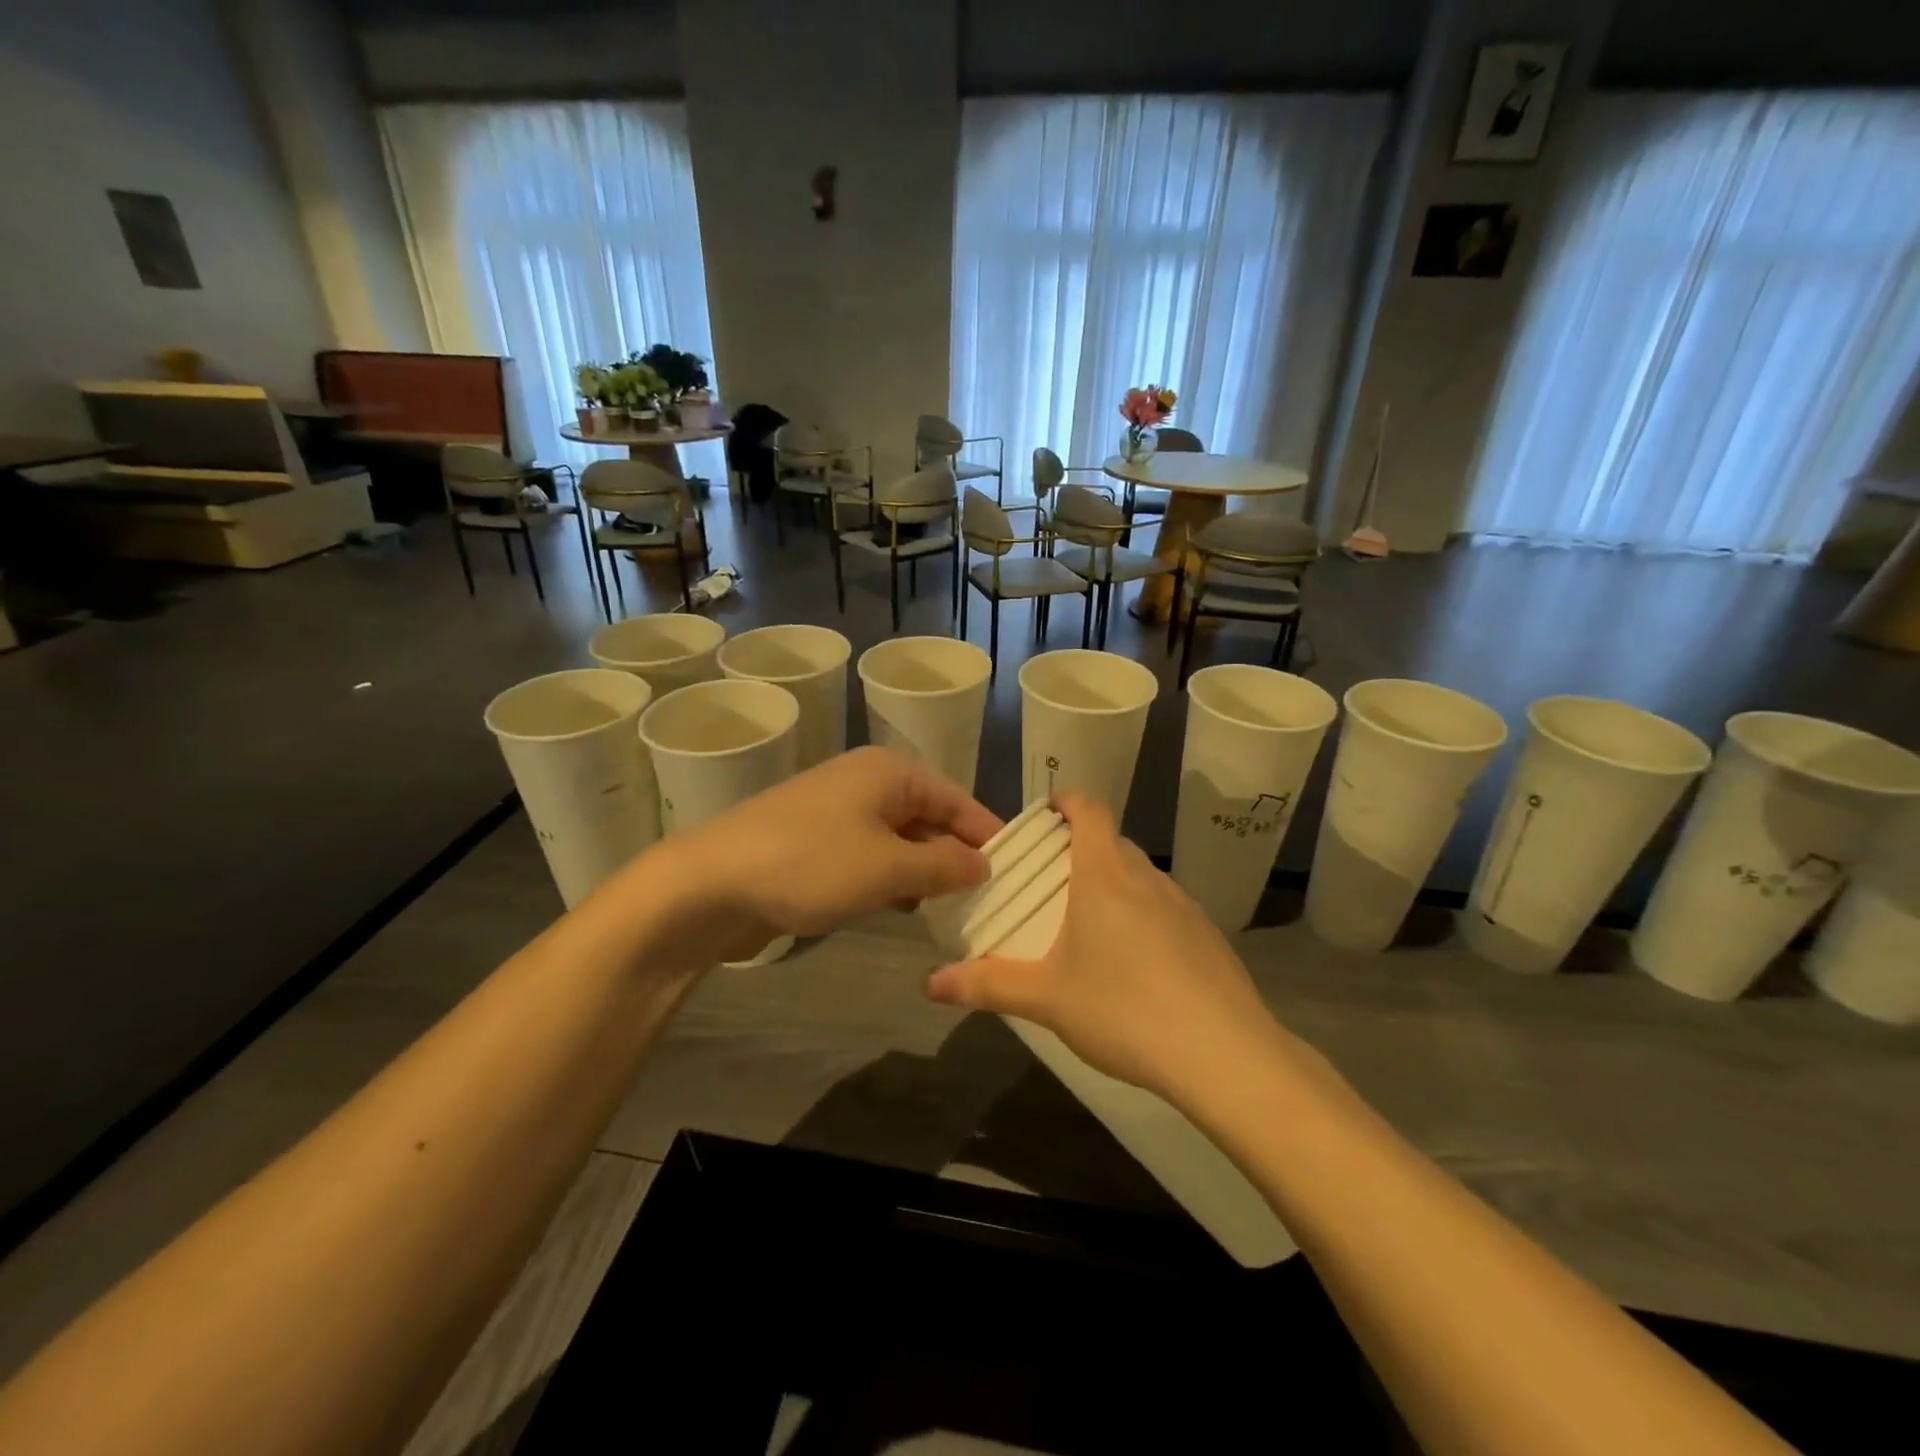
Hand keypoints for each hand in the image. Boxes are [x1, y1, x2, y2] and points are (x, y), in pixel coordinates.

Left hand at [679, 747, 1000, 953]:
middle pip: (930, 818)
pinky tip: (904, 909)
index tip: (1018, 871)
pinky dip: (892, 879)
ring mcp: (839, 811)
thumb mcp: (889, 868)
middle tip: (990, 899)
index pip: (958, 800)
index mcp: (891, 772)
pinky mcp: (817, 842)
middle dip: (957, 857)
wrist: (710, 883)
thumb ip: (944, 865)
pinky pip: (871, 855)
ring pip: (901, 840)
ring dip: (924, 872)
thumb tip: (983, 863)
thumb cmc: (810, 864)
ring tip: (956, 910)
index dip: (988, 835)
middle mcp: (868, 782)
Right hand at [925, 793, 1281, 1100]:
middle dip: (1081, 849)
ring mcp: (1185, 906)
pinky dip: (1144, 917)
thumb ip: (987, 985)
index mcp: (1105, 875)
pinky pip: (1167, 909)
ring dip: (1114, 885)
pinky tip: (1136, 967)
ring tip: (1088, 926)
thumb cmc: (1124, 1009)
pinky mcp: (1209, 937)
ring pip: (1141, 877)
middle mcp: (1148, 878)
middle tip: (1050, 881)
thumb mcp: (1046, 999)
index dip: (1067, 800)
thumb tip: (930, 983)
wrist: (1225, 1055)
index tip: (1046, 812)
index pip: (1090, 809)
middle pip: (1112, 842)